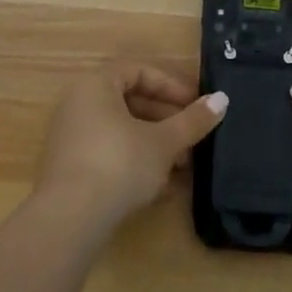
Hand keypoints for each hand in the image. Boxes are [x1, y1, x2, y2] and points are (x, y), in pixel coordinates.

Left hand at [34, 62, 226, 234]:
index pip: (137, 71)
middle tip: (192, 137)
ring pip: (121, 131)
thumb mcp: (163, 142)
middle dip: (165, 119)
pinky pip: (108, 154)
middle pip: (129, 102)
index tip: (195, 104)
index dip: (170, 85)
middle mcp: (78, 104)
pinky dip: (135, 163)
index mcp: (96, 85)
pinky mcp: (69, 170)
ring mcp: (70, 138)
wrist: (69, 220)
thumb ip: (192, 121)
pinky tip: (161, 188)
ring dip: (154, 144)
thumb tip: (222, 99)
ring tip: (182, 166)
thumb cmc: (119, 164)